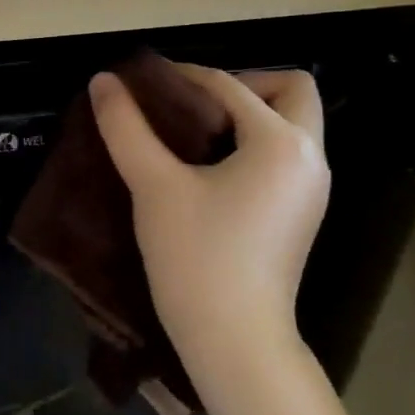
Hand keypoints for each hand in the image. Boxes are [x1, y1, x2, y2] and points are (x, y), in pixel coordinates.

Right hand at [89, 66, 329, 385]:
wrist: (234, 338)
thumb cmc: (196, 255)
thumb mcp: (153, 185)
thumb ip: (126, 127)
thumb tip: (103, 81)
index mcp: (281, 143)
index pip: (230, 86)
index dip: (183, 76)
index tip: (143, 82)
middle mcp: (310, 157)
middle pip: (291, 90)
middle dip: (243, 84)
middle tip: (193, 105)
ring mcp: (311, 188)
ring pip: (291, 124)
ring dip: (248, 114)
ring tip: (192, 134)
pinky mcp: (301, 213)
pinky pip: (284, 155)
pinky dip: (252, 144)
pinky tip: (208, 168)